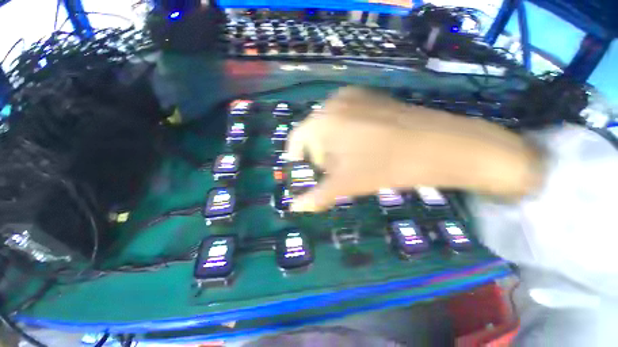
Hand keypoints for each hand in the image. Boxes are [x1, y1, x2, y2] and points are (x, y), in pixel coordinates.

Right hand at [287, 87, 541, 211]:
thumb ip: (317, 196)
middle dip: (319, 155)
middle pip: (313, 134)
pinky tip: (364, 145)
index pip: (296, 139)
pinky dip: (346, 134)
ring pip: (329, 126)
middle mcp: (333, 102)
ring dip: (333, 146)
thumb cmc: (386, 165)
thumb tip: (295, 208)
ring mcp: (354, 95)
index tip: (304, 173)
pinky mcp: (370, 97)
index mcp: (322, 120)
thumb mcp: (347, 183)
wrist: (441, 145)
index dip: (296, 159)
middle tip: (335, 171)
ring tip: (352, 160)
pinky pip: (345, 118)